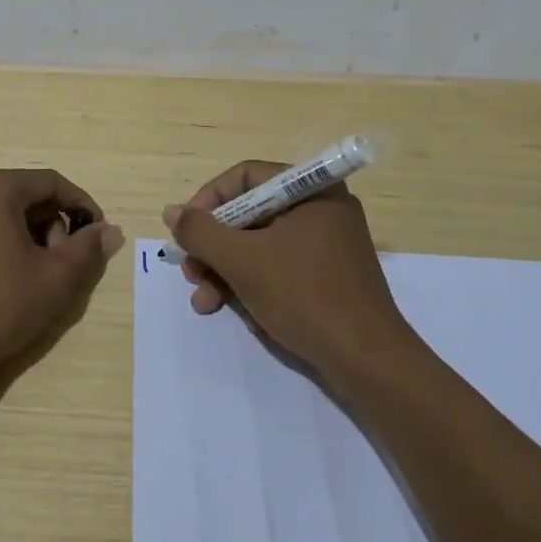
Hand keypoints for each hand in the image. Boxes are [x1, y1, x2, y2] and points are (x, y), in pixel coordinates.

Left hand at [0, 167, 122, 381]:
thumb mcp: (54, 279)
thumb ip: (87, 249)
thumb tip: (110, 231)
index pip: (51, 183)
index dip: (81, 205)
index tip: (97, 235)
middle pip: (22, 196)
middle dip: (51, 226)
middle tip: (63, 264)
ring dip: (25, 237)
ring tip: (33, 277)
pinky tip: (0, 281)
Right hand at [164, 160, 412, 378]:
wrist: (369, 364)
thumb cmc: (304, 297)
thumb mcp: (243, 262)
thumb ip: (201, 232)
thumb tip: (171, 211)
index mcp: (311, 190)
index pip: (245, 177)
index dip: (208, 201)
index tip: (186, 233)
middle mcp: (321, 209)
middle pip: (250, 214)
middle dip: (215, 248)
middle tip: (192, 274)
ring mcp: (327, 245)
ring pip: (261, 245)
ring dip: (228, 272)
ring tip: (206, 303)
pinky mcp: (328, 277)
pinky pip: (280, 268)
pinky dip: (256, 286)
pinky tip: (246, 316)